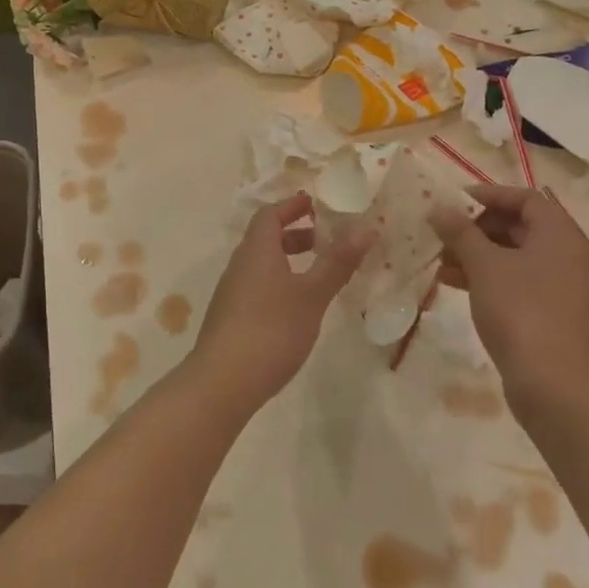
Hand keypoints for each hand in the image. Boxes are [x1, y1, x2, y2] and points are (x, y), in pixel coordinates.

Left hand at [188, 194, 370, 412]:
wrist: (222, 383)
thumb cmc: (271, 330)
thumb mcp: (311, 295)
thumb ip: (337, 262)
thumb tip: (366, 227)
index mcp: (257, 251)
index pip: (270, 214)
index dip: (292, 206)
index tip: (317, 204)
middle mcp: (240, 265)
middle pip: (265, 238)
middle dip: (295, 234)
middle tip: (326, 239)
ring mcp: (232, 294)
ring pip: (262, 265)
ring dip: (288, 261)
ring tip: (318, 274)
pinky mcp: (231, 319)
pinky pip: (258, 287)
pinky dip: (279, 284)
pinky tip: (297, 308)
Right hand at [429, 185, 588, 404]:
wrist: (551, 382)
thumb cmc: (520, 310)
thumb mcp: (484, 265)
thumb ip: (460, 232)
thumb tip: (439, 209)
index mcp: (559, 234)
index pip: (524, 198)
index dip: (489, 195)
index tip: (454, 201)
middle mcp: (563, 254)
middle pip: (517, 226)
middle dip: (476, 227)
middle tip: (442, 231)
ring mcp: (556, 285)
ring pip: (511, 255)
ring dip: (475, 253)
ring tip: (438, 257)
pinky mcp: (545, 311)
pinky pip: (512, 280)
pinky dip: (484, 276)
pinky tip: (450, 282)